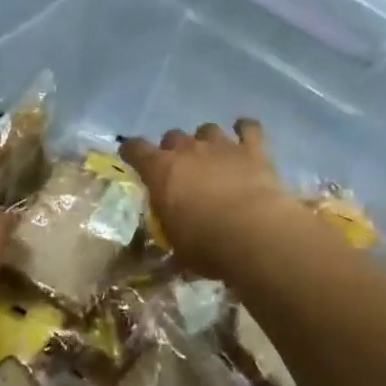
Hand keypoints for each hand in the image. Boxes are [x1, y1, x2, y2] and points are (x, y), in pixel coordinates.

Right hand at [121, 120, 301, 279]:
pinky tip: (245, 134)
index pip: (136, 149)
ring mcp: (222, 146)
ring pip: (208, 129)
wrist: (253, 233)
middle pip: (173, 136)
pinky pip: (249, 128)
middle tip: (181, 171)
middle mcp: (188, 150)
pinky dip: (245, 129)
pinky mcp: (253, 149)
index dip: (132, 151)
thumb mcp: (179, 249)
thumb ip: (174, 240)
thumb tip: (173, 257)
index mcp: (161, 171)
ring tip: (213, 156)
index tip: (132, 156)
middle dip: (174, 150)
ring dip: (207, 140)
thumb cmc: (206, 244)